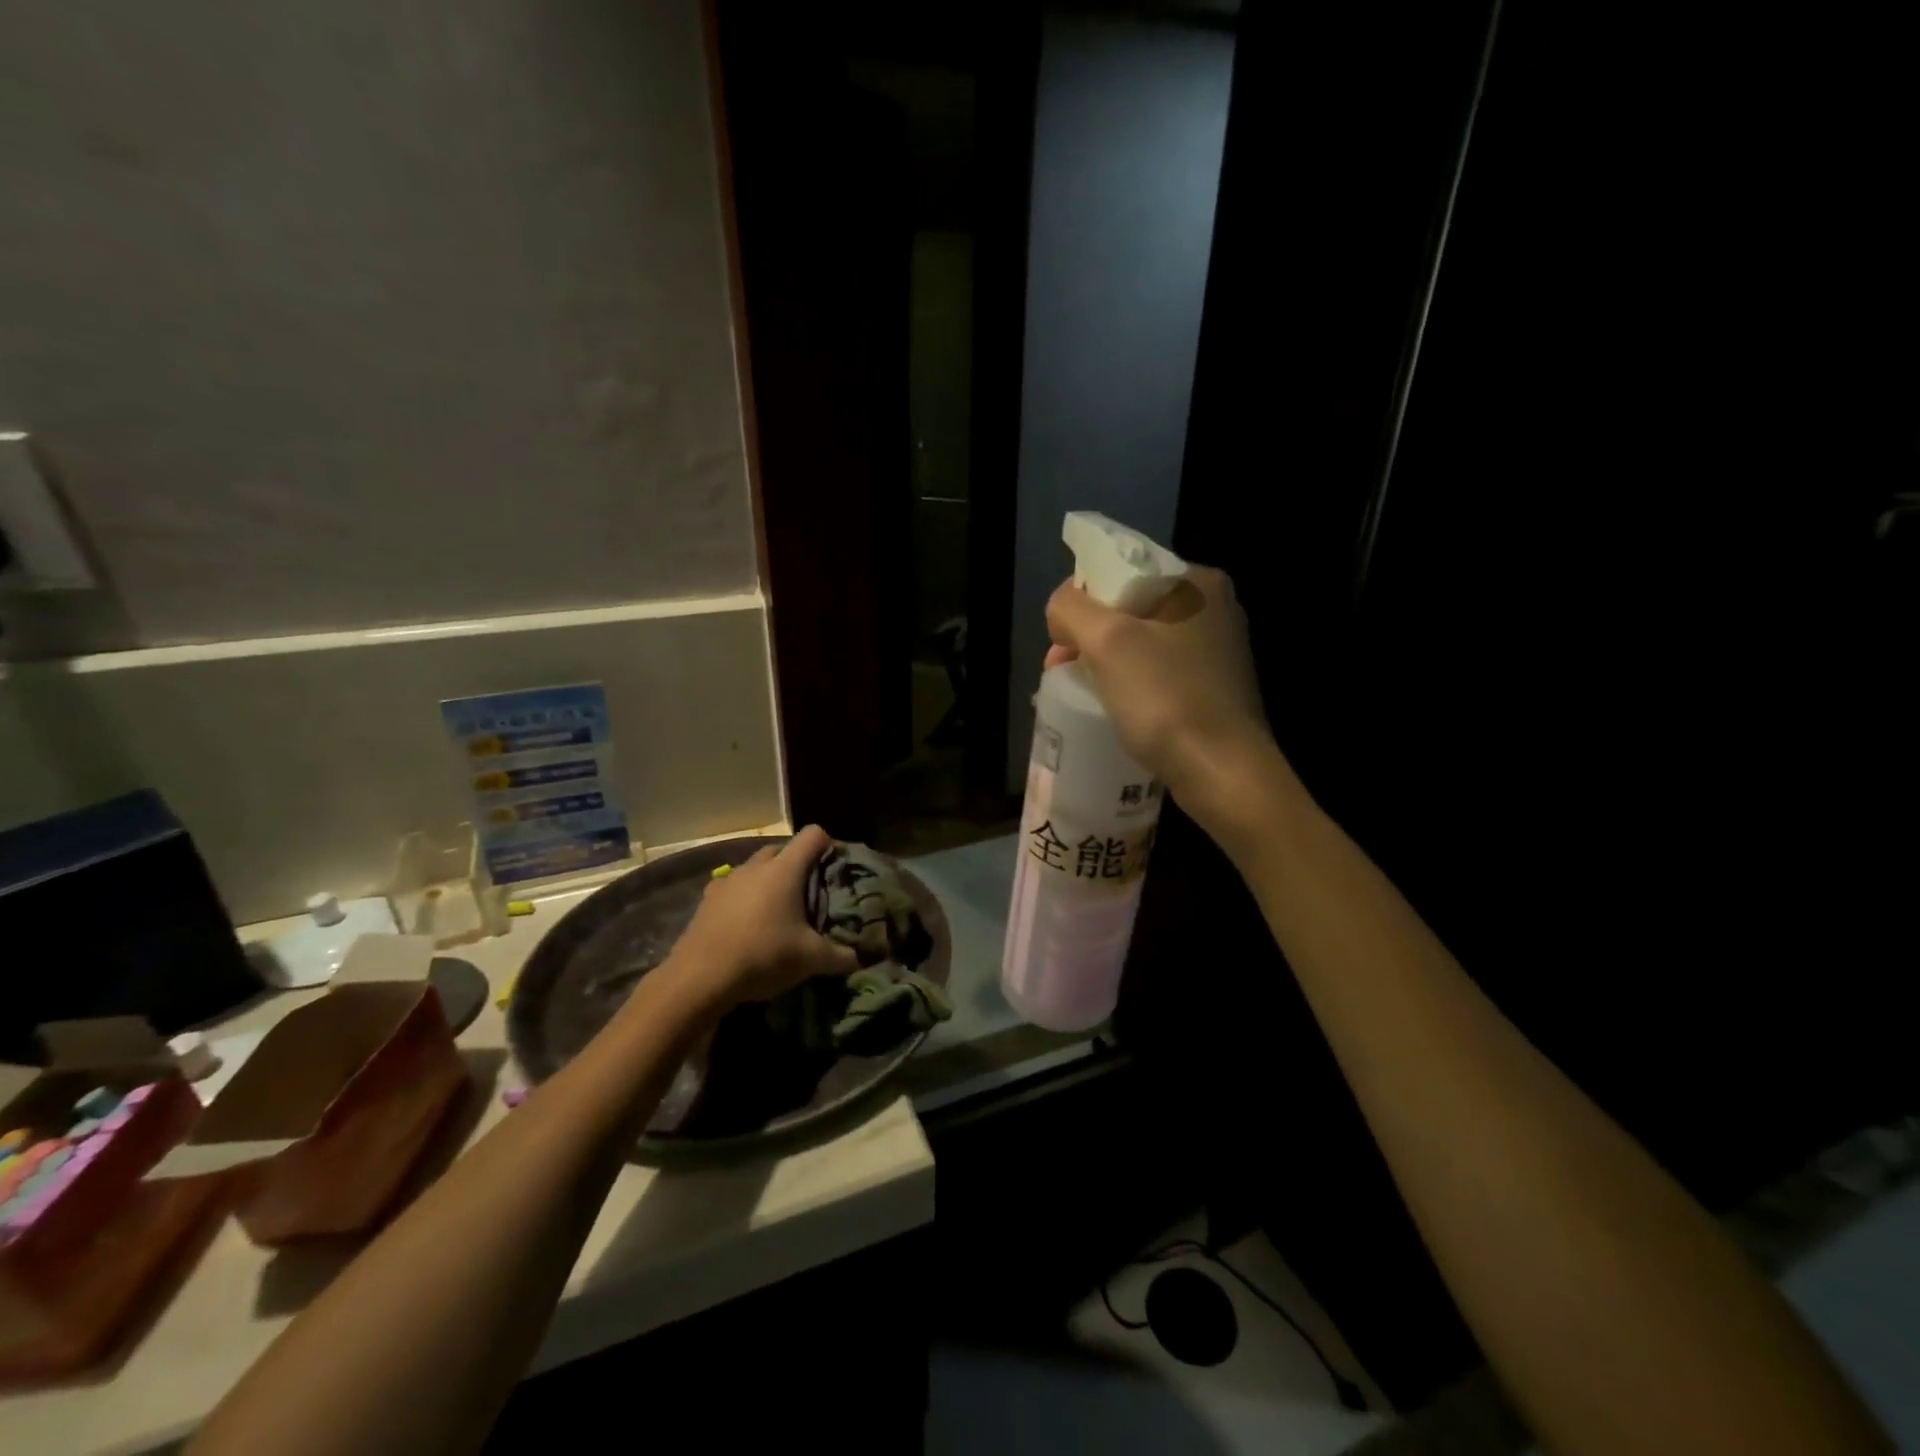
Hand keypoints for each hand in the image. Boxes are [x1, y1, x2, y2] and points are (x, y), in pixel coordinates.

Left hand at [663, 826, 858, 1008]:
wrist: (699, 978)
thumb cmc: (763, 956)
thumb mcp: (811, 960)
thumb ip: (841, 956)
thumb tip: (862, 958)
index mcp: (785, 870)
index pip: (813, 835)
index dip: (829, 845)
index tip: (835, 868)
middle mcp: (756, 866)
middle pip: (782, 849)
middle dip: (798, 865)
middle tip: (809, 894)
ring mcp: (727, 880)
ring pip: (755, 868)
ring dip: (768, 881)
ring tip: (777, 911)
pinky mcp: (707, 900)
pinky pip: (733, 888)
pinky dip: (744, 897)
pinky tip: (746, 923)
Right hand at [1045, 565, 1275, 801]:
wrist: (1222, 773)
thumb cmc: (1165, 699)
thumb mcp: (1106, 641)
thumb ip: (1071, 608)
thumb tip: (1061, 609)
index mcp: (1197, 581)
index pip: (1121, 569)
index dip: (1080, 599)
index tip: (1060, 640)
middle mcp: (1214, 608)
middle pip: (1129, 607)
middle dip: (1088, 635)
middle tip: (1059, 669)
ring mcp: (1218, 651)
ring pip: (1142, 642)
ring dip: (1104, 661)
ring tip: (1078, 690)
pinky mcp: (1214, 688)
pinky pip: (1158, 672)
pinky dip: (1129, 682)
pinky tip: (1111, 705)